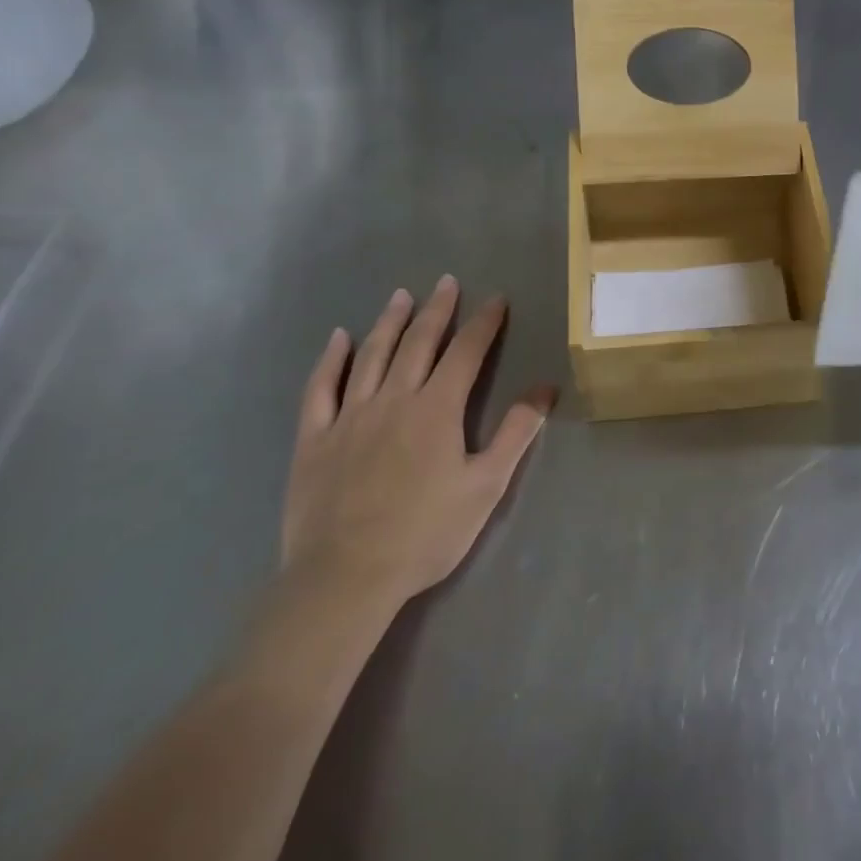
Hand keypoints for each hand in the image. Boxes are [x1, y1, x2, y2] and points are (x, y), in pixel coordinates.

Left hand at [281, 279, 554, 620]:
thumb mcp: (486, 486)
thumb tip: (545, 388)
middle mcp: (394, 399)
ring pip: (373, 355)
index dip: (484, 323)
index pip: (467, 352)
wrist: (344, 578)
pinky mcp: (315, 438)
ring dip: (390, 321)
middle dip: (438, 309)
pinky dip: (331, 360)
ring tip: (402, 295)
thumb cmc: (425, 533)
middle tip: (447, 282)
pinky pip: (321, 388)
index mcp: (438, 408)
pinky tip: (339, 339)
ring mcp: (350, 415)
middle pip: (419, 342)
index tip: (496, 298)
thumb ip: (516, 433)